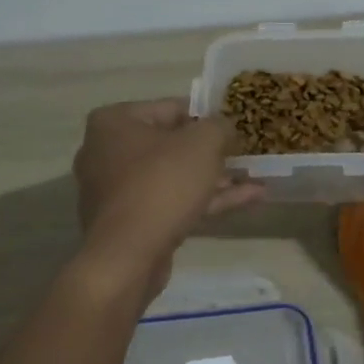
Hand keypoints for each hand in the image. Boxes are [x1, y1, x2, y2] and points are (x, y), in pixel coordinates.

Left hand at [73, 99, 263, 287]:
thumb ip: (219, 126)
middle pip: (171, 144)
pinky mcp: (129, 223)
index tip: (235, 126)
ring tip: (256, 180)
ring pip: (174, 177)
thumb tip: (225, 126)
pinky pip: (172, 202)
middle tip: (245, 154)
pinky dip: (205, 200)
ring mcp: (116, 191)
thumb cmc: (162, 184)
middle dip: (212, 152)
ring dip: (215, 179)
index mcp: (114, 122)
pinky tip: (247, 200)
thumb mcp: (202, 143)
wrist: (128, 256)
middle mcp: (106, 152)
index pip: (170, 108)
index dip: (208, 116)